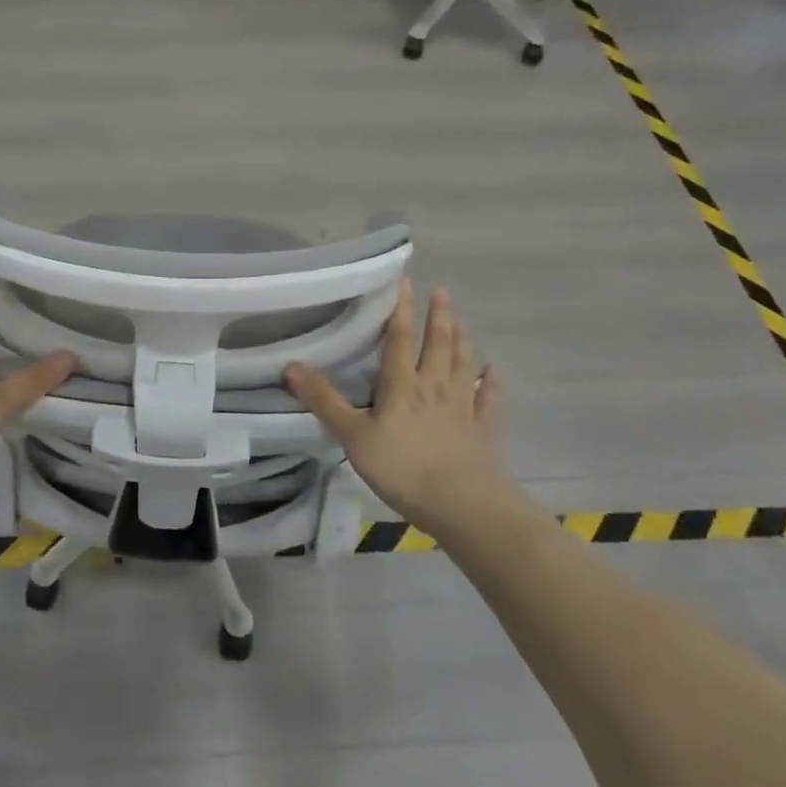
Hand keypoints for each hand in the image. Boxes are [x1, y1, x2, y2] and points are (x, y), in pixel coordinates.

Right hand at [284, 281, 514, 535]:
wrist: (462, 505)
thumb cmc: (402, 468)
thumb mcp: (353, 435)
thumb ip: (324, 401)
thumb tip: (290, 365)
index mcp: (402, 385)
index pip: (400, 339)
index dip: (401, 310)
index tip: (405, 282)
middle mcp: (434, 387)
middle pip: (437, 345)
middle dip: (438, 317)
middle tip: (442, 291)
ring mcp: (462, 408)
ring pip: (463, 366)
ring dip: (462, 341)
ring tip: (462, 320)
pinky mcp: (482, 431)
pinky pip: (488, 400)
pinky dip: (492, 383)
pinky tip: (494, 371)